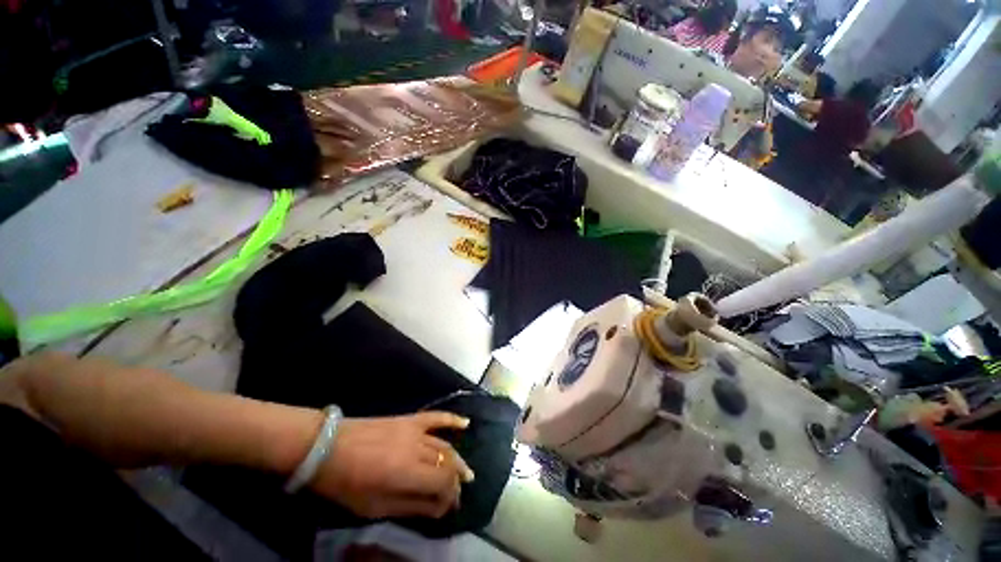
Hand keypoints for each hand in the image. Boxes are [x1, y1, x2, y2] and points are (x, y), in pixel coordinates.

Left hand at [310, 411, 474, 518]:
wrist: (327, 446)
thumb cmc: (346, 483)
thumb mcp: (374, 507)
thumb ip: (409, 507)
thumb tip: (438, 508)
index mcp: (408, 473)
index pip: (443, 483)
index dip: (450, 497)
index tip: (448, 509)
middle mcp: (417, 448)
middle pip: (447, 464)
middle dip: (455, 481)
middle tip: (458, 493)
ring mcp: (415, 430)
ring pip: (445, 445)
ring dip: (457, 460)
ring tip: (466, 473)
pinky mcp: (409, 419)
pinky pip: (436, 417)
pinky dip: (452, 420)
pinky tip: (466, 423)